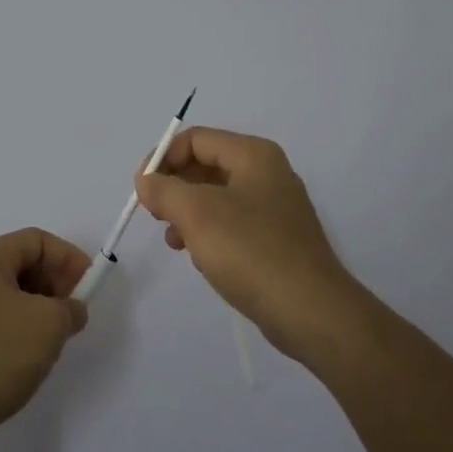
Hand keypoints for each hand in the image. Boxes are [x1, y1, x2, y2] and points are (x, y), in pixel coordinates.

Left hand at [0, 228, 90, 451]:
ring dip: (38, 311)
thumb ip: (70, 309)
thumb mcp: (48, 325)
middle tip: (75, 314)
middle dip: (54, 285)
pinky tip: (26, 360)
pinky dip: (17, 331)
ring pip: (8, 297)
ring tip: (55, 340)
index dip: (68, 258)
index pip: (36, 241)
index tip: (89, 286)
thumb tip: (71, 310)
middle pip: (21, 266)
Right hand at [136, 127, 364, 364]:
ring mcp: (275, 207)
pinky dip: (209, 232)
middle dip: (175, 186)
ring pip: (217, 196)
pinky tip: (200, 257)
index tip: (142, 189)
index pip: (196, 139)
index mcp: (253, 155)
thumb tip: (146, 181)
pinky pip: (233, 222)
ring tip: (174, 240)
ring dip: (188, 212)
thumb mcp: (196, 214)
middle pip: (206, 165)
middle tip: (155, 214)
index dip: (163, 158)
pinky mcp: (277, 238)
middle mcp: (267, 172)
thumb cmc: (250, 251)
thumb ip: (164, 190)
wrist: (311, 312)